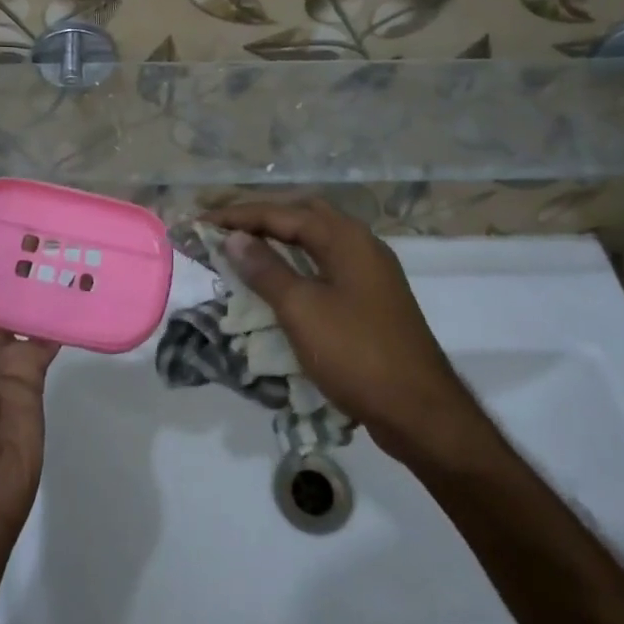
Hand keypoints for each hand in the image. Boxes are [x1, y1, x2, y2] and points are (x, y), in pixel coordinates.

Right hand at [210, 200, 486, 455]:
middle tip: (225, 227)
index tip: (203, 221)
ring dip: (280, 238)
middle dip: (262, 217)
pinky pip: (326, 264)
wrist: (420, 411)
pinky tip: (280, 279)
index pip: (283, 213)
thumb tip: (235, 238)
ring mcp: (370, 272)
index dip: (239, 215)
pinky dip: (297, 263)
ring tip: (244, 246)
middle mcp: (361, 245)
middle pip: (304, 215)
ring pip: (317, 240)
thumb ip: (266, 270)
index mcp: (346, 239)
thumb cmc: (356, 354)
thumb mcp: (301, 310)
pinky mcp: (371, 298)